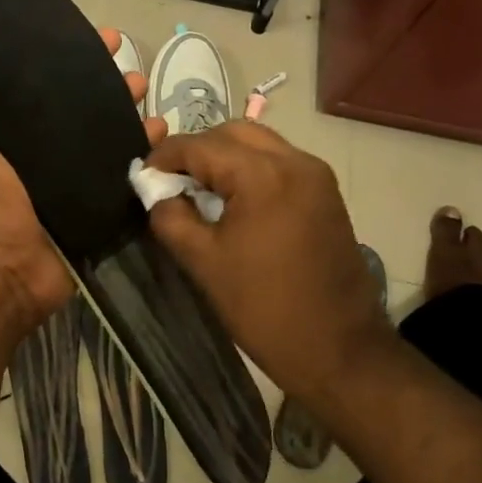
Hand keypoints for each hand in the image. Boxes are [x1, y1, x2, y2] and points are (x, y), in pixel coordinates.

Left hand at [0, 16, 163, 343]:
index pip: (30, 79)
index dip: (56, 53)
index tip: (86, 32)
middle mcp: (31, 148)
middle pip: (73, 103)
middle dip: (100, 80)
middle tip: (128, 63)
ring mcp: (64, 177)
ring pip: (101, 132)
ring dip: (124, 109)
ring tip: (148, 91)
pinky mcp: (90, 202)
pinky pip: (119, 169)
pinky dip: (140, 150)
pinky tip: (160, 132)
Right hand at [143, 122, 391, 406]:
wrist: (338, 349)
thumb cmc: (263, 307)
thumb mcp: (203, 262)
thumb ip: (170, 217)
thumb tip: (158, 193)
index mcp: (262, 175)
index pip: (200, 145)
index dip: (164, 156)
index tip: (142, 175)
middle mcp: (295, 161)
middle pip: (233, 133)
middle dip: (197, 150)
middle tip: (172, 182)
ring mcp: (316, 176)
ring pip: (259, 144)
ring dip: (226, 157)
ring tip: (200, 192)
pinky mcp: (326, 194)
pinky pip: (280, 163)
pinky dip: (251, 170)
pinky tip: (234, 202)